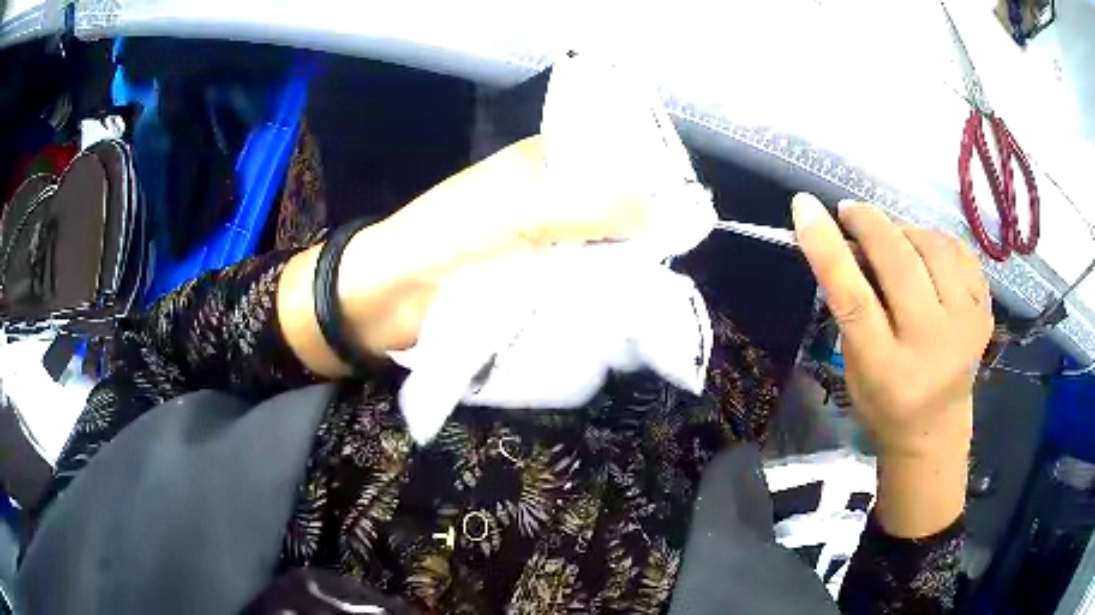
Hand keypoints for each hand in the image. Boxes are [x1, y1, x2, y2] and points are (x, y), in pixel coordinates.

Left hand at [278, 136, 647, 374]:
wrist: (392, 295)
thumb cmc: (449, 238)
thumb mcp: (524, 212)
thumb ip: (594, 207)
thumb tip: (663, 217)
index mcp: (549, 161)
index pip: (620, 163)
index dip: (653, 187)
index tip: (684, 221)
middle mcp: (555, 195)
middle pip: (617, 209)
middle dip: (642, 236)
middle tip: (667, 266)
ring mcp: (550, 240)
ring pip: (605, 247)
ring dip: (624, 268)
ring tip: (652, 291)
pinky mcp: (542, 279)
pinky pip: (586, 280)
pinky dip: (604, 291)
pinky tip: (625, 306)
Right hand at [792, 192, 992, 536]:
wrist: (936, 431)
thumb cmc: (885, 404)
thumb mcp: (854, 368)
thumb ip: (852, 308)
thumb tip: (849, 243)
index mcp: (888, 370)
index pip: (855, 299)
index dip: (828, 249)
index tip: (805, 207)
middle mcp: (931, 346)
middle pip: (900, 263)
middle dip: (869, 224)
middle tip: (851, 212)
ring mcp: (966, 326)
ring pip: (933, 246)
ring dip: (905, 231)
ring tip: (893, 239)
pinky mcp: (985, 313)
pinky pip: (959, 252)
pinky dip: (937, 241)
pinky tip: (925, 253)